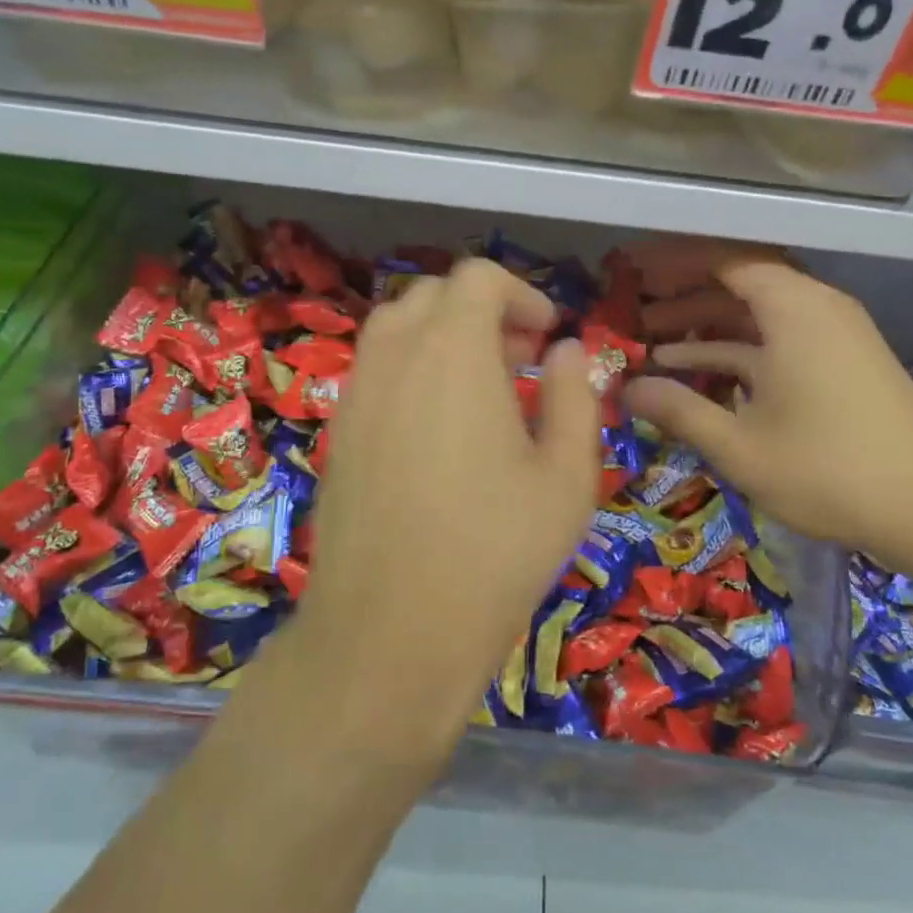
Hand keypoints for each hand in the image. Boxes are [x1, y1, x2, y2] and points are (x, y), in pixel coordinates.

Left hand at [283, 259, 599, 758]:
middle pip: (432, 296)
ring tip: (482, 393)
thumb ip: (575, 397)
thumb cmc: (497, 551)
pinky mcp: (338, 435)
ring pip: (395, 330)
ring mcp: (356, 395)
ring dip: (442, 339)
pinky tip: (439, 432)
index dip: (520, 294)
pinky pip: (375, 373)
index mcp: (452, 351)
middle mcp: (394, 357)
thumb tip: (568, 351)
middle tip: (521, 361)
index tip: (548, 337)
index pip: (476, 279)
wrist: (391, 633)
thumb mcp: (566, 476)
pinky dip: (411, 372)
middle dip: (481, 312)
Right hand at [621, 239, 912, 573]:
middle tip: (636, 318)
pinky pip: (781, 340)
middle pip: (741, 284)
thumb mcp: (739, 446)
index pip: (725, 259)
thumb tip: (626, 390)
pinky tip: (703, 377)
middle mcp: (817, 308)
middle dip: (685, 299)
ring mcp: (834, 336)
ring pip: (759, 316)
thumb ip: (678, 410)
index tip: (634, 272)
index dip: (675, 262)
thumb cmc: (827, 470)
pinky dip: (740, 352)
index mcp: (794, 308)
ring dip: (708, 330)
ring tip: (655, 351)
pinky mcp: (844, 364)